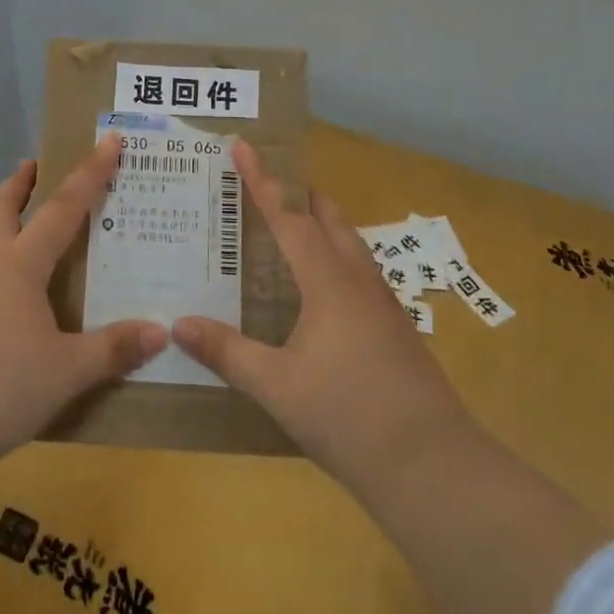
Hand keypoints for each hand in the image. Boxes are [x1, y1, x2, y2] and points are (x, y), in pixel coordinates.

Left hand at [0, 136, 169, 459]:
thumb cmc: (1, 385)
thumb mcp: (66, 371)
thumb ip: (112, 349)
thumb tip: (160, 331)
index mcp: (19, 266)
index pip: (61, 209)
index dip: (89, 175)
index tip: (107, 142)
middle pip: (0, 210)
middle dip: (19, 185)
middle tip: (33, 166)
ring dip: (0, 222)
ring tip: (20, 228)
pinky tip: (3, 295)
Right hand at [172, 140, 470, 497]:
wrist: (434, 468)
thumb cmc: (348, 417)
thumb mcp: (276, 387)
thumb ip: (227, 352)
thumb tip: (179, 325)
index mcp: (329, 282)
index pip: (289, 217)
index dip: (262, 181)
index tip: (243, 146)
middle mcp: (359, 281)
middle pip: (329, 219)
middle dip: (299, 195)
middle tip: (263, 186)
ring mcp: (384, 305)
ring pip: (350, 245)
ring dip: (320, 226)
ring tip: (287, 231)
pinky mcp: (396, 330)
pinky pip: (359, 273)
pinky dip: (334, 259)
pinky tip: (319, 290)